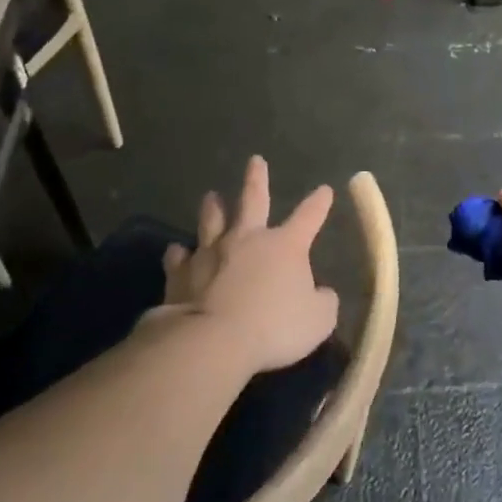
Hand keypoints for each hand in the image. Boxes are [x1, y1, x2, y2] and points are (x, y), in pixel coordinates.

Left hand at [155, 155, 340, 376]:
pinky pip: (178, 257)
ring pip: (211, 221)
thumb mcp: (318, 319)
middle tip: (255, 161)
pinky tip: (176, 251)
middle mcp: (247, 239)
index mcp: (285, 246)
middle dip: (256, 179)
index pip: (308, 217)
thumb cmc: (274, 326)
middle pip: (253, 200)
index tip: (324, 190)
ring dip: (213, 208)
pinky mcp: (181, 273)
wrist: (214, 340)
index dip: (318, 204)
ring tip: (211, 196)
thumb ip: (323, 302)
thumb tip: (322, 293)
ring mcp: (211, 253)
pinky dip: (179, 253)